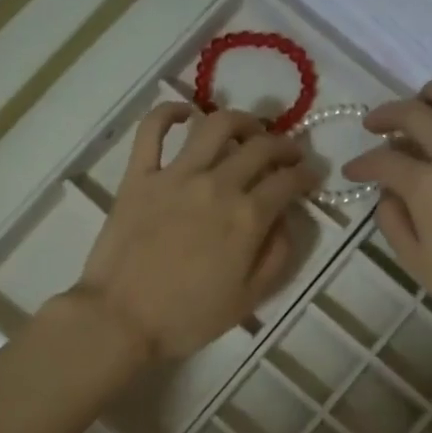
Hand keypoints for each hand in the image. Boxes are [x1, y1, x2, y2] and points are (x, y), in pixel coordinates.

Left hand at [71, 104, 318, 360]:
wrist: (120, 320)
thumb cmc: (188, 318)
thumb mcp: (248, 299)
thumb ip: (277, 256)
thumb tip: (286, 220)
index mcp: (247, 217)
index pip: (288, 181)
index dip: (306, 175)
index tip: (312, 176)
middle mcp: (217, 185)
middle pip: (260, 147)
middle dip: (283, 145)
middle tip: (288, 153)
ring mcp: (175, 175)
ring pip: (215, 125)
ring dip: (240, 120)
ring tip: (248, 129)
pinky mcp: (139, 176)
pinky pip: (152, 130)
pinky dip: (169, 112)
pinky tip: (185, 113)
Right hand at [342, 76, 431, 344]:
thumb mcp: (417, 263)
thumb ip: (393, 222)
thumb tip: (388, 194)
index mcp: (429, 184)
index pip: (383, 161)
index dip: (361, 164)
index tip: (352, 172)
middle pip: (415, 114)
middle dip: (385, 115)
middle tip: (374, 125)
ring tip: (426, 102)